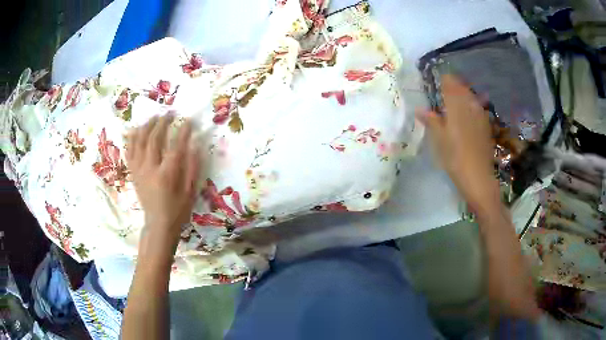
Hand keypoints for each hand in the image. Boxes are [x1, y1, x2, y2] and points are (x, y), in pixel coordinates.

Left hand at [126, 114, 199, 253]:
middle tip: (170, 113)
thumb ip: (192, 167)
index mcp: (166, 175)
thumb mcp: (190, 191)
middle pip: (153, 139)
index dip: (183, 131)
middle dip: (162, 123)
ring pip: (138, 142)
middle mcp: (150, 169)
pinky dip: (132, 138)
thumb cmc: (177, 210)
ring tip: (154, 117)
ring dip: (146, 126)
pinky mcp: (133, 172)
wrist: (158, 225)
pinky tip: (136, 130)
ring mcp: (139, 170)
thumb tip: (196, 144)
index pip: (175, 146)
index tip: (188, 120)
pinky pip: (129, 151)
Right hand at [418, 75, 498, 212]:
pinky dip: (471, 106)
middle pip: (462, 88)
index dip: (444, 80)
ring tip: (456, 100)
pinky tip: (468, 113)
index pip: (450, 84)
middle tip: (445, 90)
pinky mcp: (486, 126)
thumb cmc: (455, 158)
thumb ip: (431, 121)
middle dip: (454, 86)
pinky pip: (478, 108)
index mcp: (456, 107)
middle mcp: (469, 106)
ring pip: (471, 97)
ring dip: (463, 95)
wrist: (478, 177)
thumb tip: (419, 109)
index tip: (438, 80)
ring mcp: (480, 115)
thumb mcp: (439, 140)